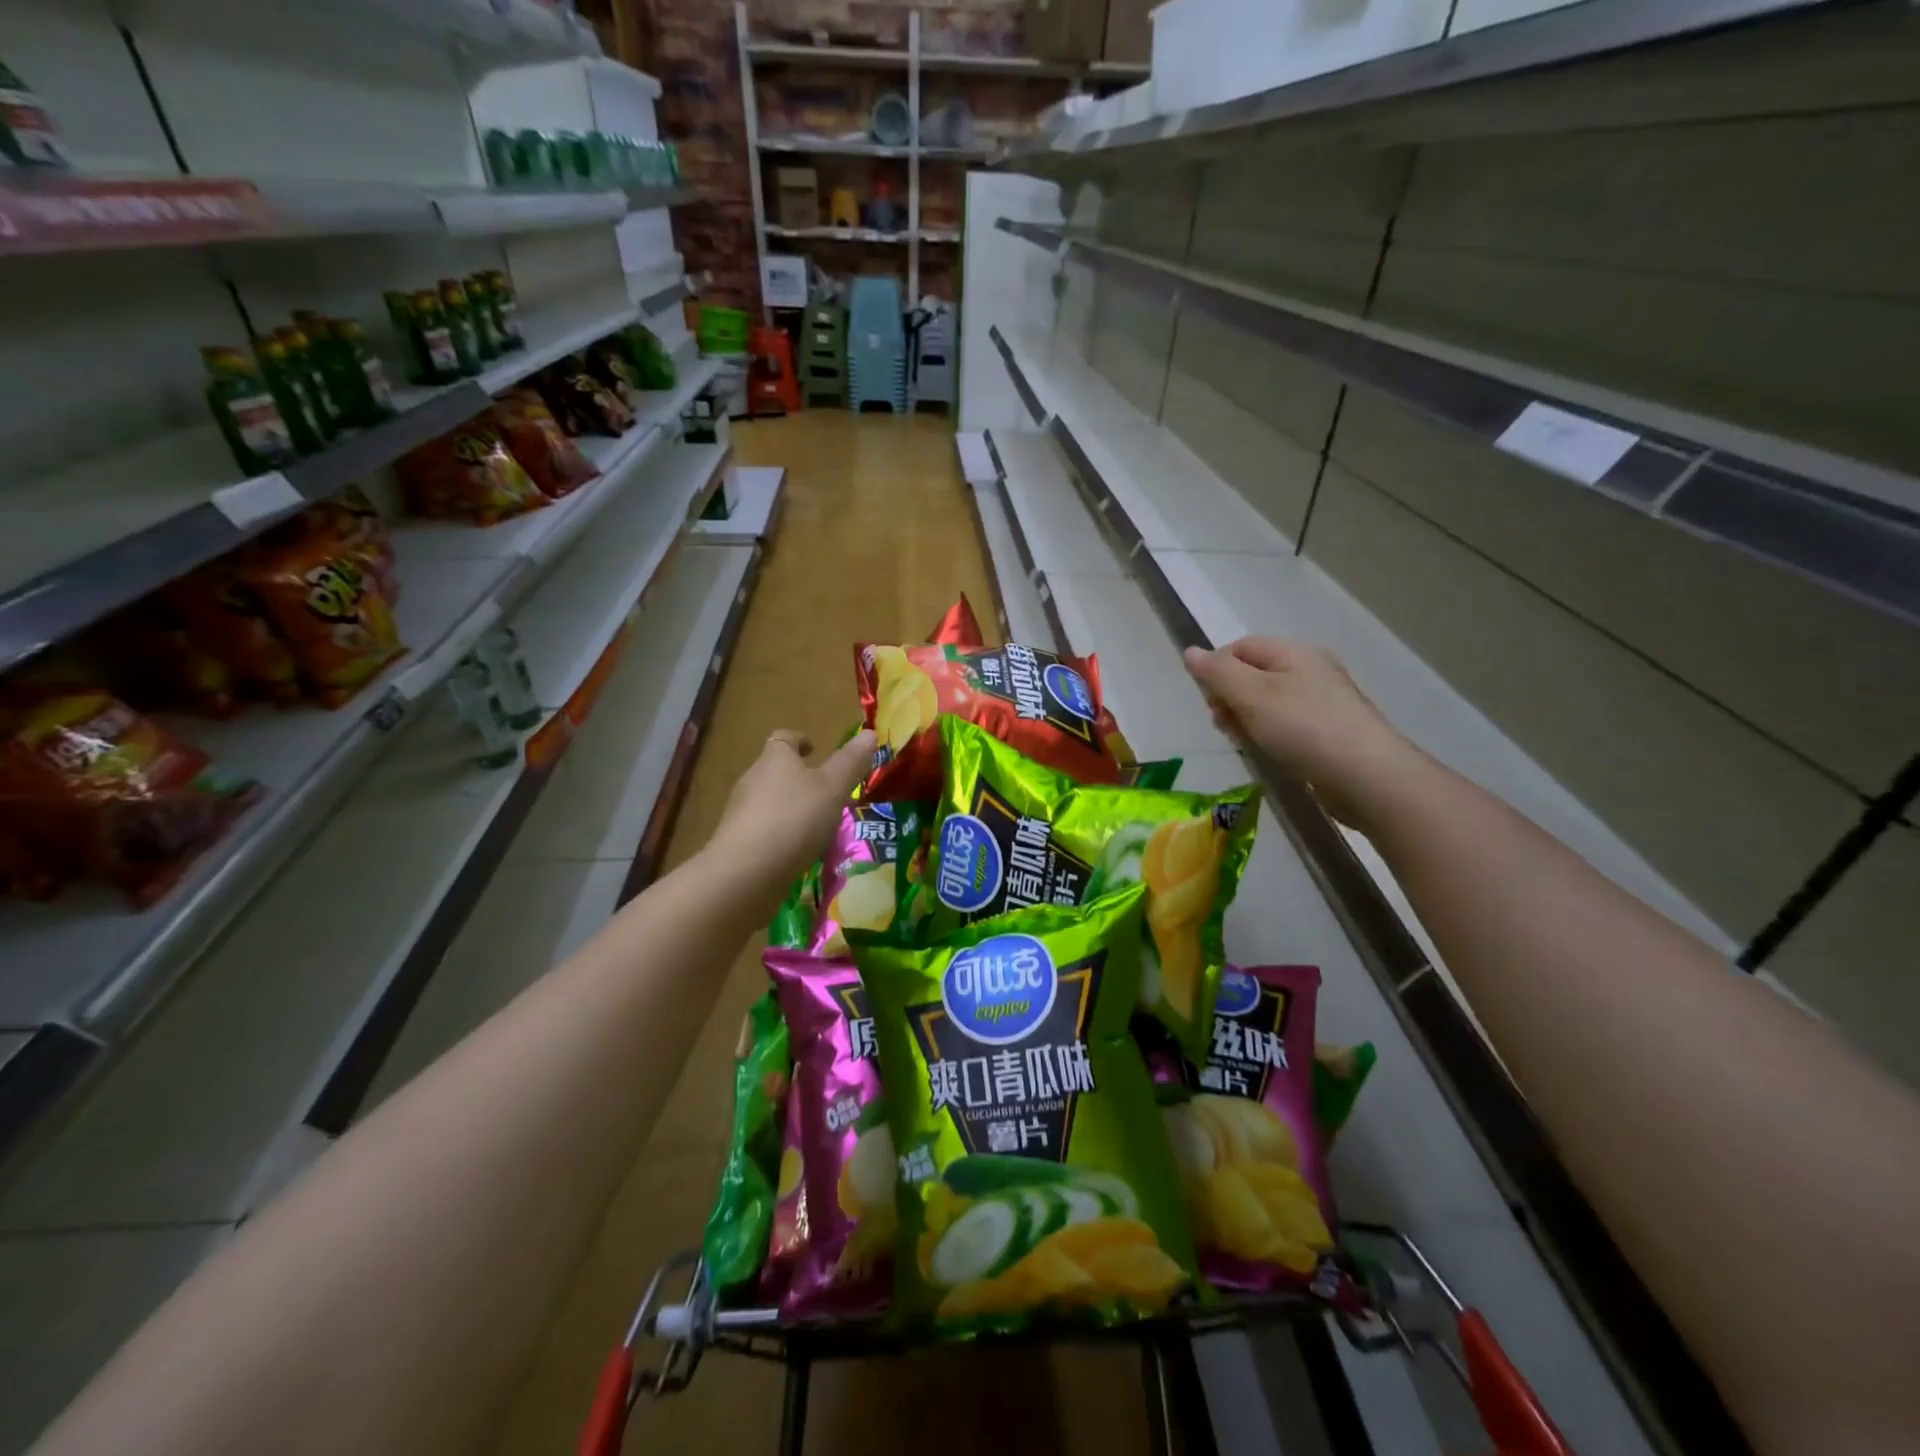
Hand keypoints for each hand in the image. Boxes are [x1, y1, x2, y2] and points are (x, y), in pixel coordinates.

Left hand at [702, 728, 876, 904]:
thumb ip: (851, 762)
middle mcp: (752, 779)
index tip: (814, 748)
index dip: (799, 740)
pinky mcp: (737, 843)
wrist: (746, 873)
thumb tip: (869, 732)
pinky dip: (780, 834)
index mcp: (775, 759)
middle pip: (774, 770)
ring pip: (768, 801)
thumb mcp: (833, 788)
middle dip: (798, 777)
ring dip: (790, 807)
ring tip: (816, 824)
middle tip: (826, 791)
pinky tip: (796, 850)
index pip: (784, 738)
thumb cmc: (794, 818)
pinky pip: (763, 830)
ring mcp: (741, 813)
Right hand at [1182, 639, 1416, 829]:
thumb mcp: (1251, 695)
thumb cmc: (1304, 728)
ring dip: (1245, 720)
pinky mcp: (1327, 731)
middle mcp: (1309, 670)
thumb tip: (1190, 652)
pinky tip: (1268, 752)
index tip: (1211, 703)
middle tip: (1225, 726)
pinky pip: (1284, 724)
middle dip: (1229, 698)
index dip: (1216, 670)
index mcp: (1293, 653)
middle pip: (1252, 674)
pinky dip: (1268, 735)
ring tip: (1246, 743)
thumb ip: (1217, 672)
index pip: (1239, 648)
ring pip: (1266, 703)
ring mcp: (1321, 702)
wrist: (1367, 777)